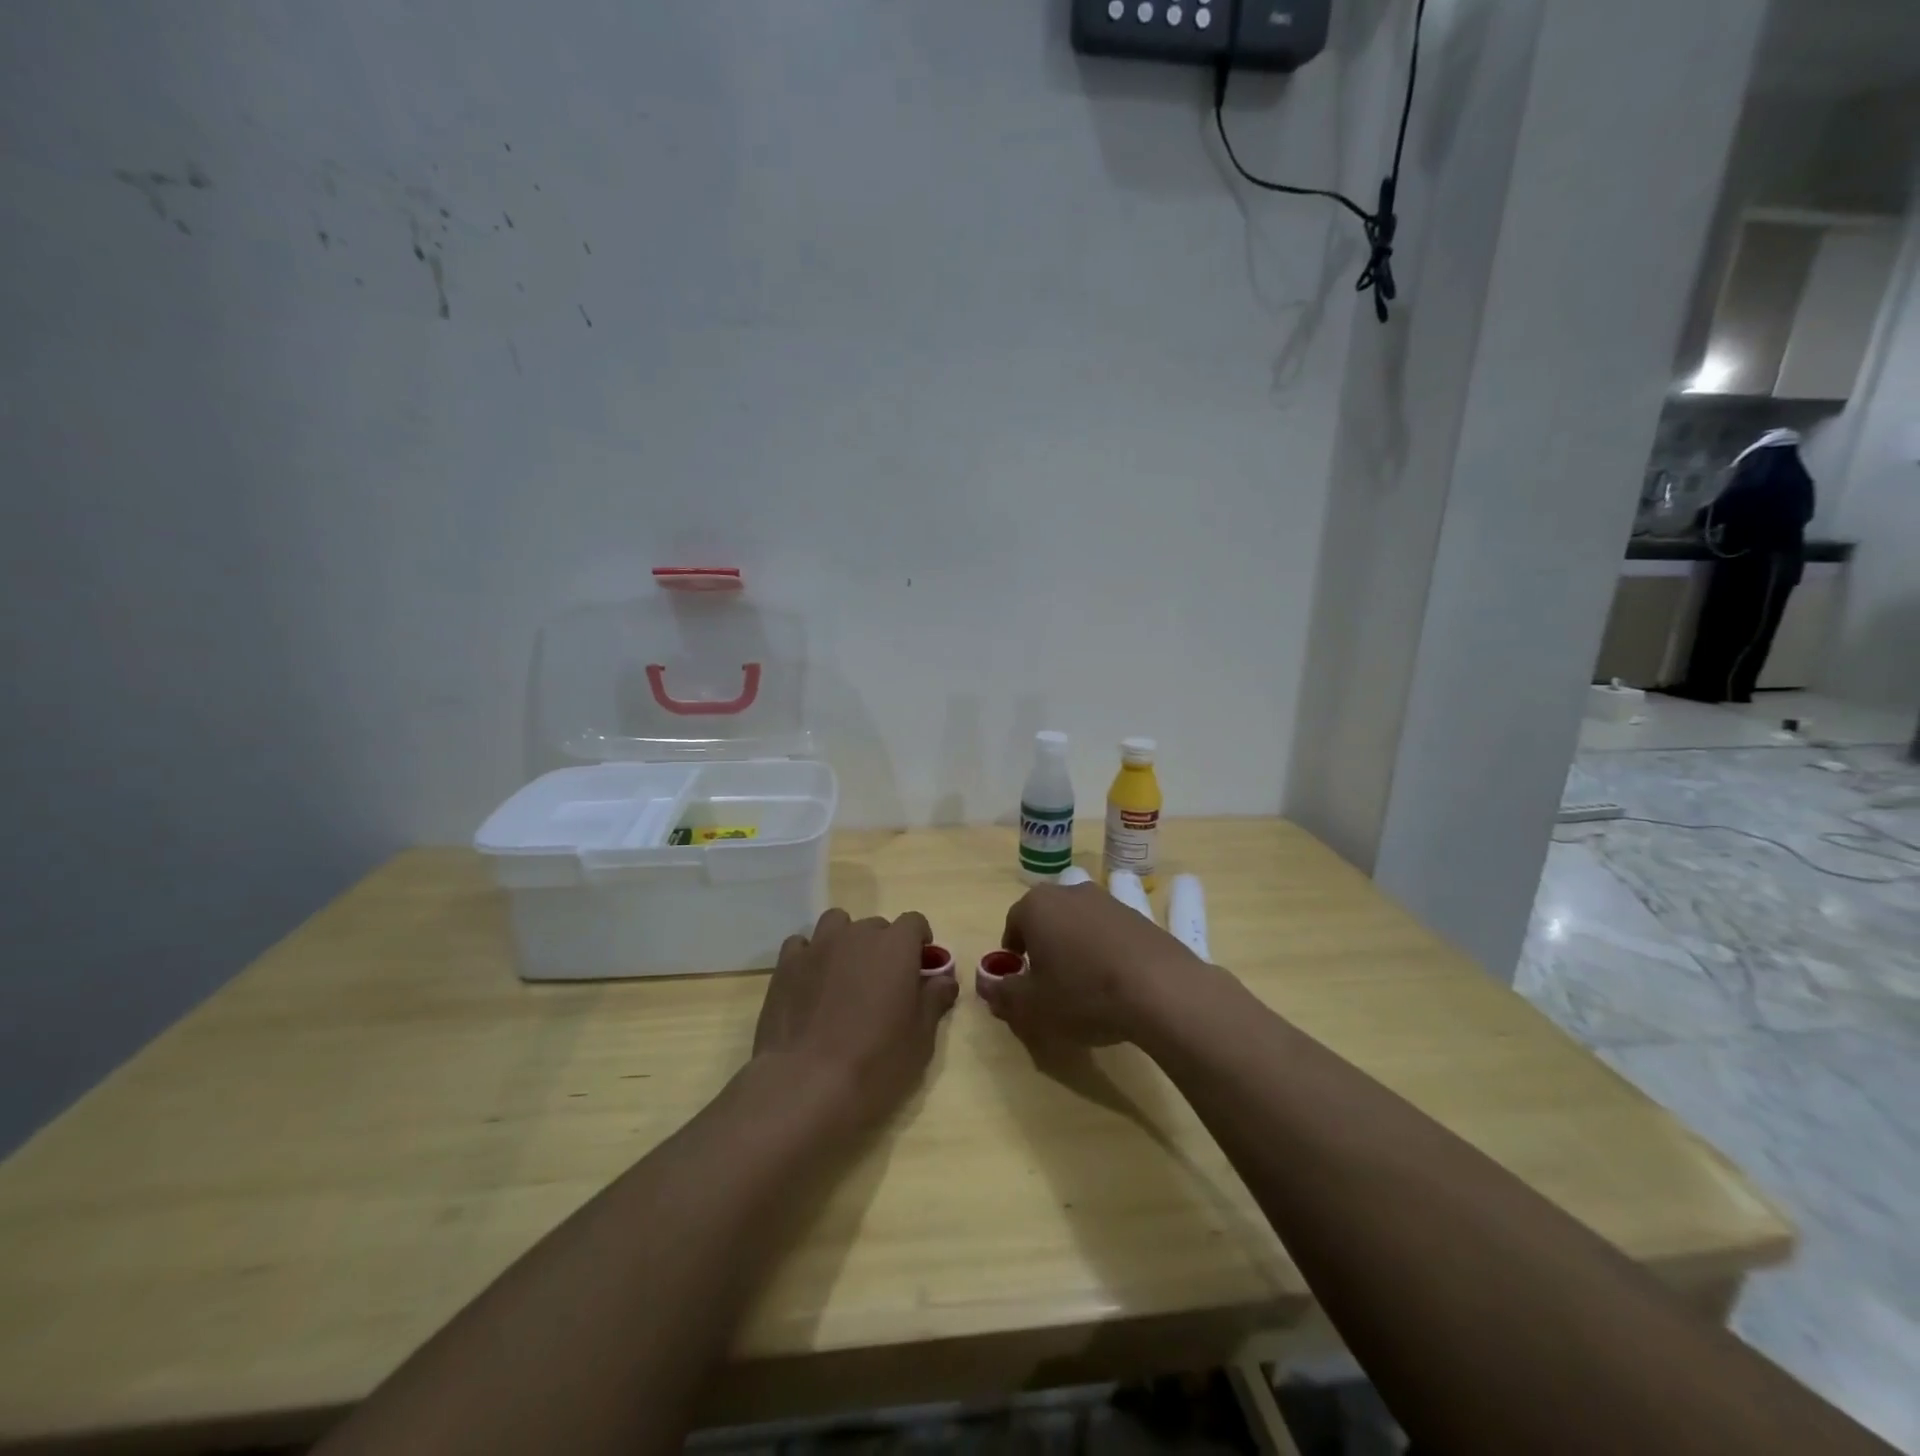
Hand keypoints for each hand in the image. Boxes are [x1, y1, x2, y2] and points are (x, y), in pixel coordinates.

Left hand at [751, 908, 957, 1126]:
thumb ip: (934, 1000)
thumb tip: (945, 980)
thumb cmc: (876, 1061)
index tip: (920, 965)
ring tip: (845, 972)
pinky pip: (801, 945)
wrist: (807, 1083)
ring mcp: (818, 946)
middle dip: (883, 945)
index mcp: (895, 946)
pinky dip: (810, 955)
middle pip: (876, 925)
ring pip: (836, 924)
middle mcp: (857, 935)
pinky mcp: (786, 965)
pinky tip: (811, 981)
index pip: (914, 922)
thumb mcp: (920, 1038)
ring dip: (845, 939)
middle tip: (883, 981)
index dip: (919, 940)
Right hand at [978, 883, 1201, 1046]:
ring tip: (1085, 986)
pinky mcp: (1138, 916)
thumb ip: (1002, 993)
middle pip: (1046, 919)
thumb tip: (986, 984)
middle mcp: (1070, 892)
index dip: (1013, 955)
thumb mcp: (1032, 1005)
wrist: (1161, 990)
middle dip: (1044, 947)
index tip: (1022, 981)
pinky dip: (1105, 952)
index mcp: (1037, 905)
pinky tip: (1115, 983)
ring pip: (1078, 924)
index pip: (1013, 924)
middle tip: (1050, 984)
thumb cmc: (1083, 994)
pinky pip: (1109, 932)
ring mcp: (1108, 900)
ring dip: (1075, 948)